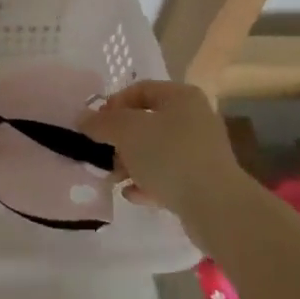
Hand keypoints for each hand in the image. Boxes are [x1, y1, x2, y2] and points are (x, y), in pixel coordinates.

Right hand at [85, 80, 257, 250]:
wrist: (217, 208)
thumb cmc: (169, 156)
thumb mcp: (127, 132)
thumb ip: (101, 122)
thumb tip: (82, 118)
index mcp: (181, 96)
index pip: (139, 90)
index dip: (113, 105)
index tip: (96, 126)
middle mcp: (195, 118)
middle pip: (147, 122)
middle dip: (120, 139)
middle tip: (103, 155)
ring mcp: (201, 152)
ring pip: (156, 151)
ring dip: (131, 163)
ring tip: (113, 178)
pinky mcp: (203, 182)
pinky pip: (168, 176)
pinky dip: (148, 183)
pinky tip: (131, 195)